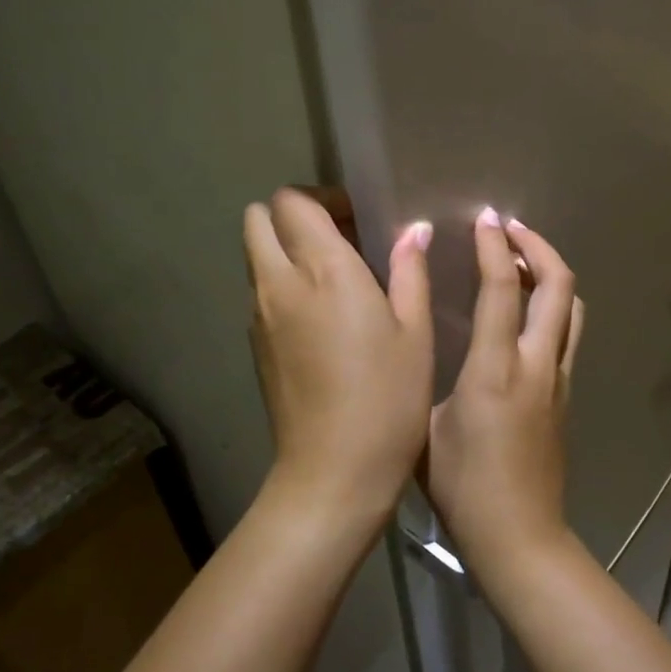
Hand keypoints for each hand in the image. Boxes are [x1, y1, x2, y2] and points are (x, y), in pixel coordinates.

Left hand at [245, 190, 433, 531]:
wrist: (333, 472)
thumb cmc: (388, 398)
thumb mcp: (416, 332)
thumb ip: (409, 271)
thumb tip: (413, 231)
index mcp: (323, 271)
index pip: (292, 202)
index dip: (322, 198)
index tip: (356, 219)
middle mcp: (279, 284)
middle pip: (257, 220)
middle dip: (292, 217)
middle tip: (338, 240)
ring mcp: (259, 316)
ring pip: (256, 256)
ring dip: (286, 251)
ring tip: (334, 280)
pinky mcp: (254, 346)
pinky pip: (260, 292)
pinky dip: (282, 285)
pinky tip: (322, 320)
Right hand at [422, 209, 584, 578]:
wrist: (519, 537)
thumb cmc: (462, 486)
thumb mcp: (426, 426)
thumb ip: (427, 376)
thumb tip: (421, 344)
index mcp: (495, 368)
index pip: (502, 289)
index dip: (494, 247)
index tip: (485, 219)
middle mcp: (537, 364)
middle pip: (558, 285)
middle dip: (538, 246)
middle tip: (510, 230)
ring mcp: (559, 379)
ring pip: (572, 307)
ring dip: (551, 274)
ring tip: (521, 262)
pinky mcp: (565, 395)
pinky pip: (568, 333)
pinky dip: (553, 305)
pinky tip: (527, 311)